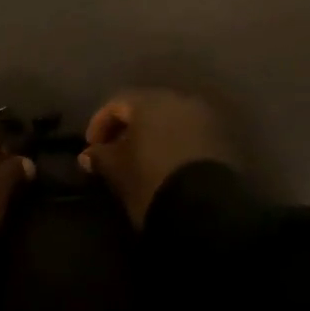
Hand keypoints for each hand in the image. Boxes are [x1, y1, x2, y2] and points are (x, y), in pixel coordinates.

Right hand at [79, 88, 232, 226]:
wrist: (206, 211)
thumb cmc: (152, 182)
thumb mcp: (118, 171)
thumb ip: (101, 157)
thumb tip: (88, 155)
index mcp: (149, 100)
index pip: (116, 103)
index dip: (99, 124)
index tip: (92, 149)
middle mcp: (178, 99)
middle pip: (145, 108)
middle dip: (128, 129)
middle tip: (115, 153)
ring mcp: (204, 117)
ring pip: (169, 120)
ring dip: (153, 136)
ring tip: (141, 162)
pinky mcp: (221, 139)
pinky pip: (189, 134)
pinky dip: (174, 144)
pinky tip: (166, 166)